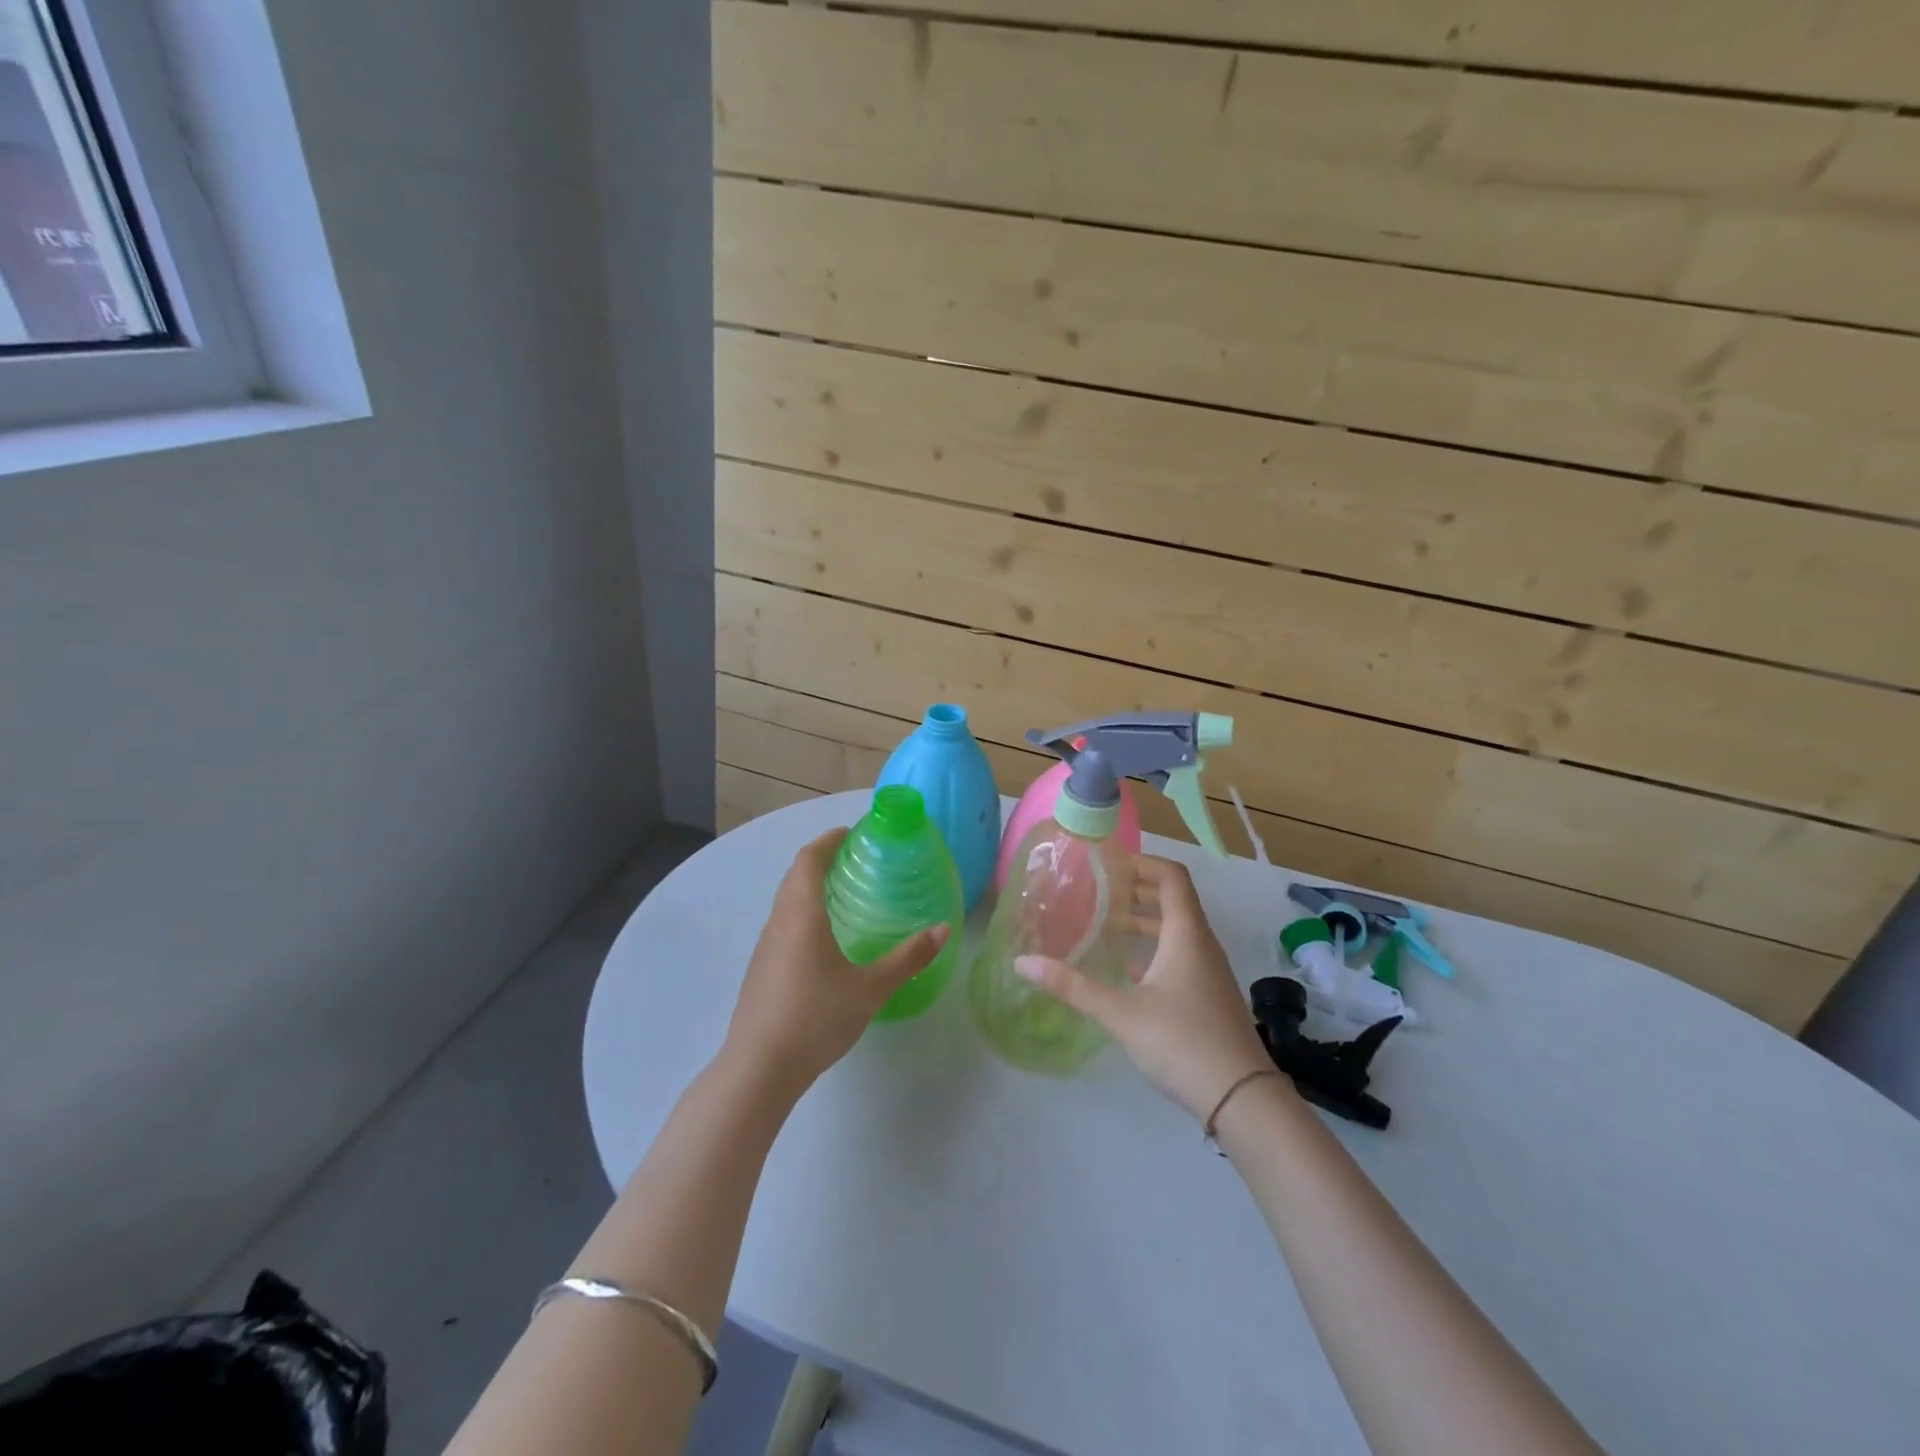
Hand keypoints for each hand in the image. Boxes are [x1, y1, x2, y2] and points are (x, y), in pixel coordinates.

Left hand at [722, 828, 949, 1100]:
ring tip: (843, 894)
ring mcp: (765, 947)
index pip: (808, 860)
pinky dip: (802, 914)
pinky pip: (782, 925)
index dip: (828, 840)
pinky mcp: (761, 970)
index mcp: (802, 914)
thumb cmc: (816, 1017)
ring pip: (786, 902)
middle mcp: (778, 922)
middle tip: (855, 860)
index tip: (852, 833)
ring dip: (809, 887)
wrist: (759, 1068)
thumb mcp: (871, 988)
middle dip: (821, 860)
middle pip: (795, 876)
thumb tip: (944, 930)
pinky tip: (823, 940)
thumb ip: (908, 958)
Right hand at [1015, 854, 1276, 1121]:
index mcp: (1186, 934)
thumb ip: (1072, 986)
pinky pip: (1180, 955)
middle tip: (1098, 890)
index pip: (1171, 877)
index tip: (1108, 864)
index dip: (1142, 862)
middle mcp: (1202, 944)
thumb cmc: (1182, 1042)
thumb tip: (1023, 962)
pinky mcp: (1208, 995)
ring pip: (1176, 929)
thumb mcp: (1121, 1013)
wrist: (1242, 1099)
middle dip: (1137, 890)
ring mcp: (1209, 971)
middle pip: (1173, 900)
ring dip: (1145, 920)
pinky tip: (1127, 969)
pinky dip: (1153, 950)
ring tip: (1107, 924)